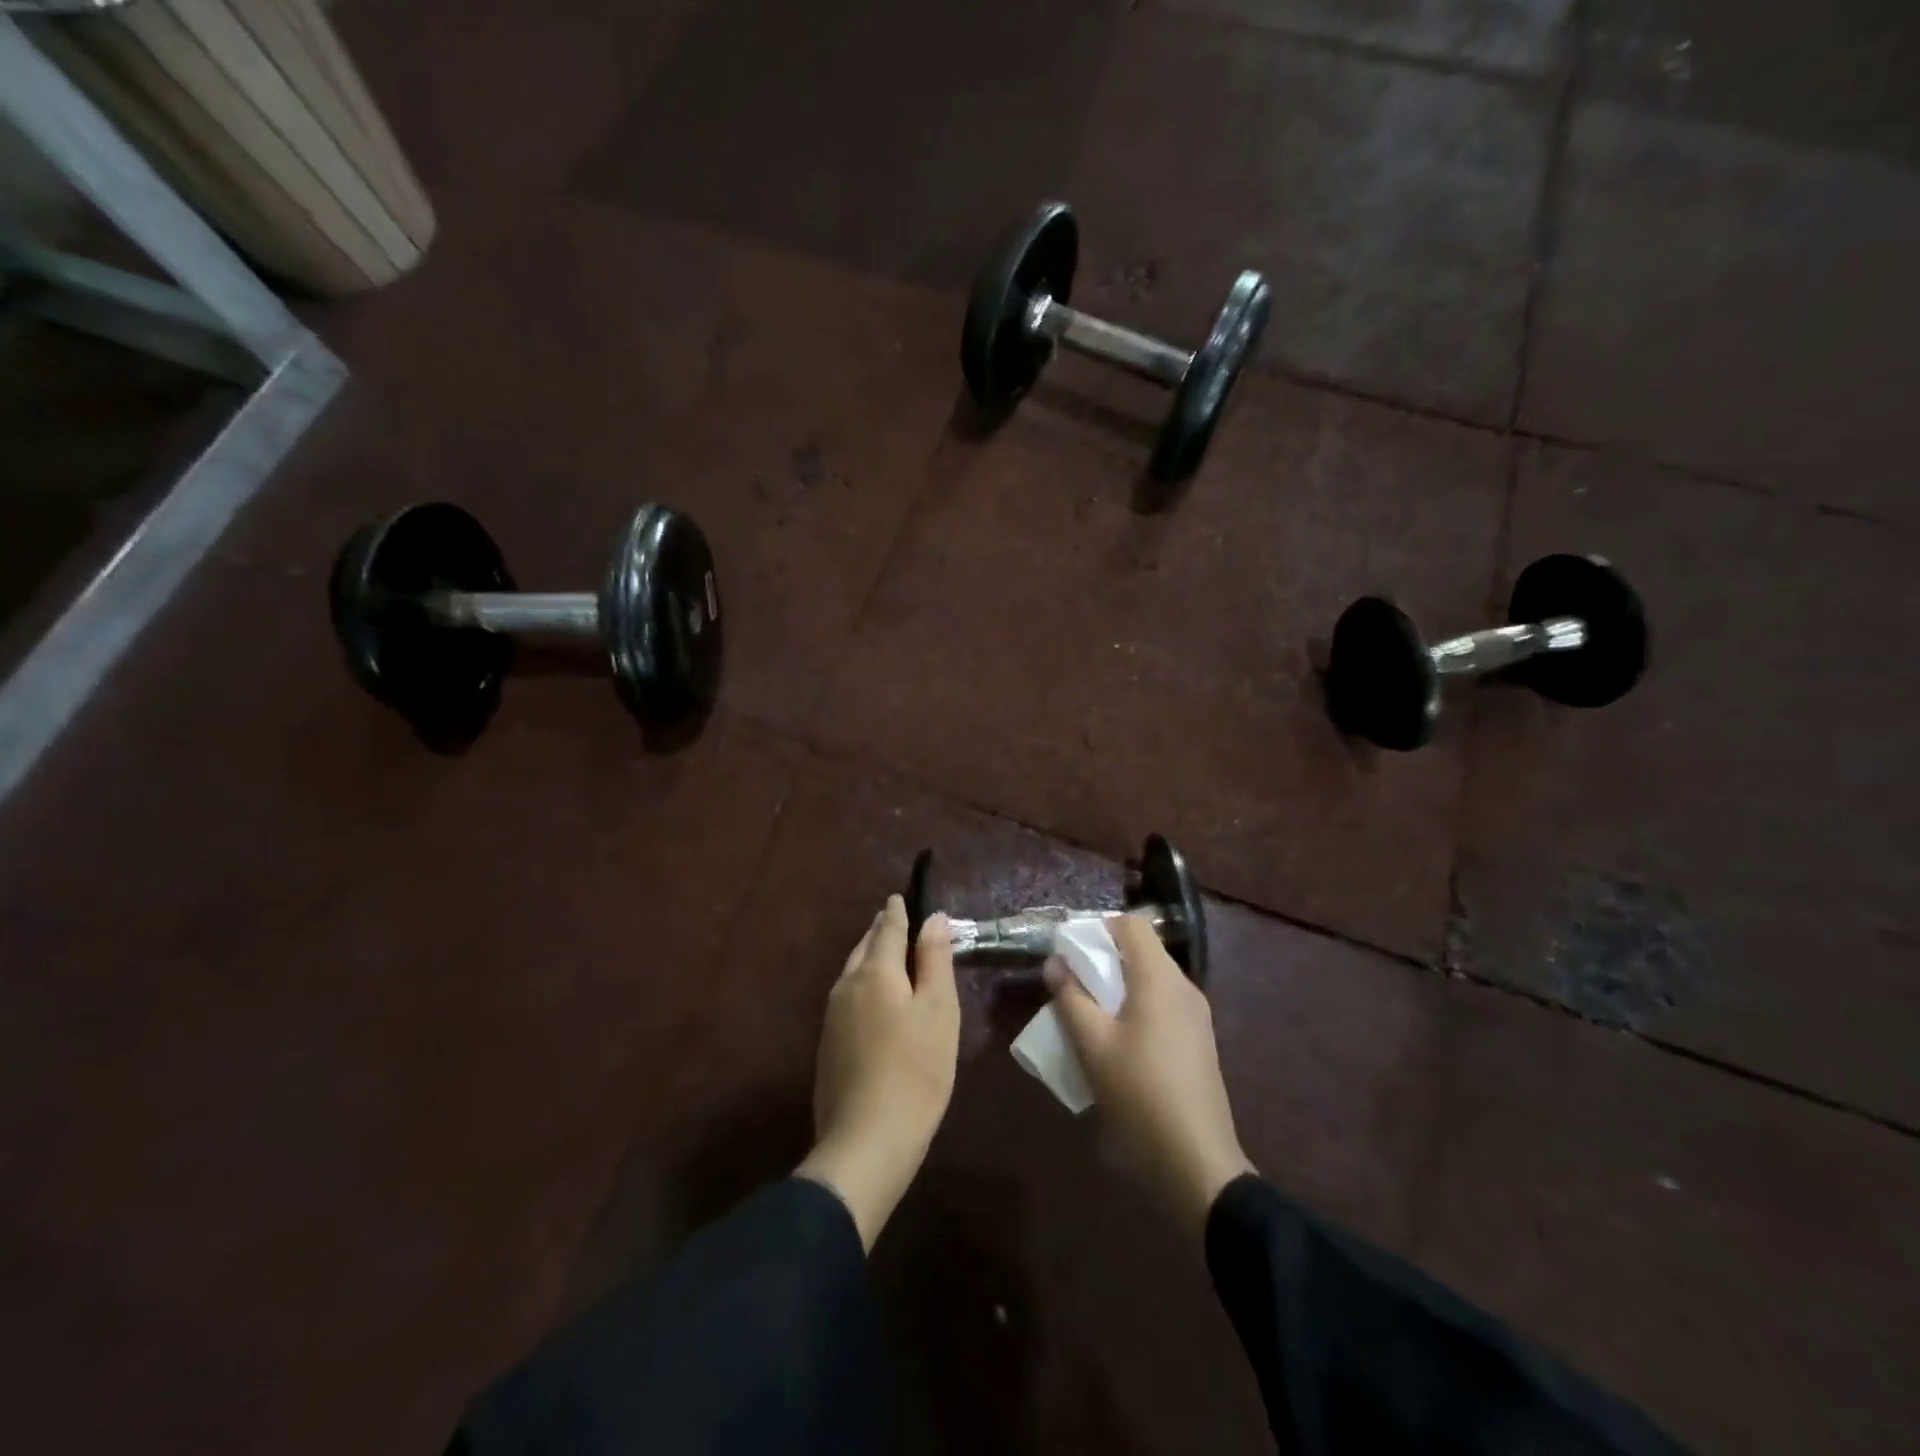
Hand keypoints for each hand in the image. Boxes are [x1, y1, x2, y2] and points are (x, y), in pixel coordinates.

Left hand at [796, 896, 958, 1250]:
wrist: (866, 1142)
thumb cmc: (916, 1070)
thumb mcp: (939, 1010)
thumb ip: (934, 960)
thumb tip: (933, 917)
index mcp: (875, 971)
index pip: (887, 928)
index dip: (898, 911)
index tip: (901, 896)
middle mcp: (846, 986)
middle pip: (865, 947)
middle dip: (881, 932)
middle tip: (897, 921)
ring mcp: (832, 1017)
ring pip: (853, 973)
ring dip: (870, 958)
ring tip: (888, 955)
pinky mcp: (828, 1046)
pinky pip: (848, 998)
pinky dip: (864, 986)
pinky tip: (876, 1002)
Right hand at [1047, 913, 1254, 1232]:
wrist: (1197, 1162)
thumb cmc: (1140, 1094)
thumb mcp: (1093, 1046)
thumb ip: (1070, 998)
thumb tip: (1055, 963)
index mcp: (1160, 979)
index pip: (1131, 925)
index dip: (1098, 928)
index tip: (1069, 951)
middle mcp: (1183, 987)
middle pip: (1141, 951)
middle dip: (1103, 959)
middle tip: (1070, 982)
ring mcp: (1196, 1015)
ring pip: (1151, 979)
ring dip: (1117, 985)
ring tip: (1087, 1013)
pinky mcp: (1198, 1041)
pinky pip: (1162, 1004)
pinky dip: (1135, 1006)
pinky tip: (1115, 1040)